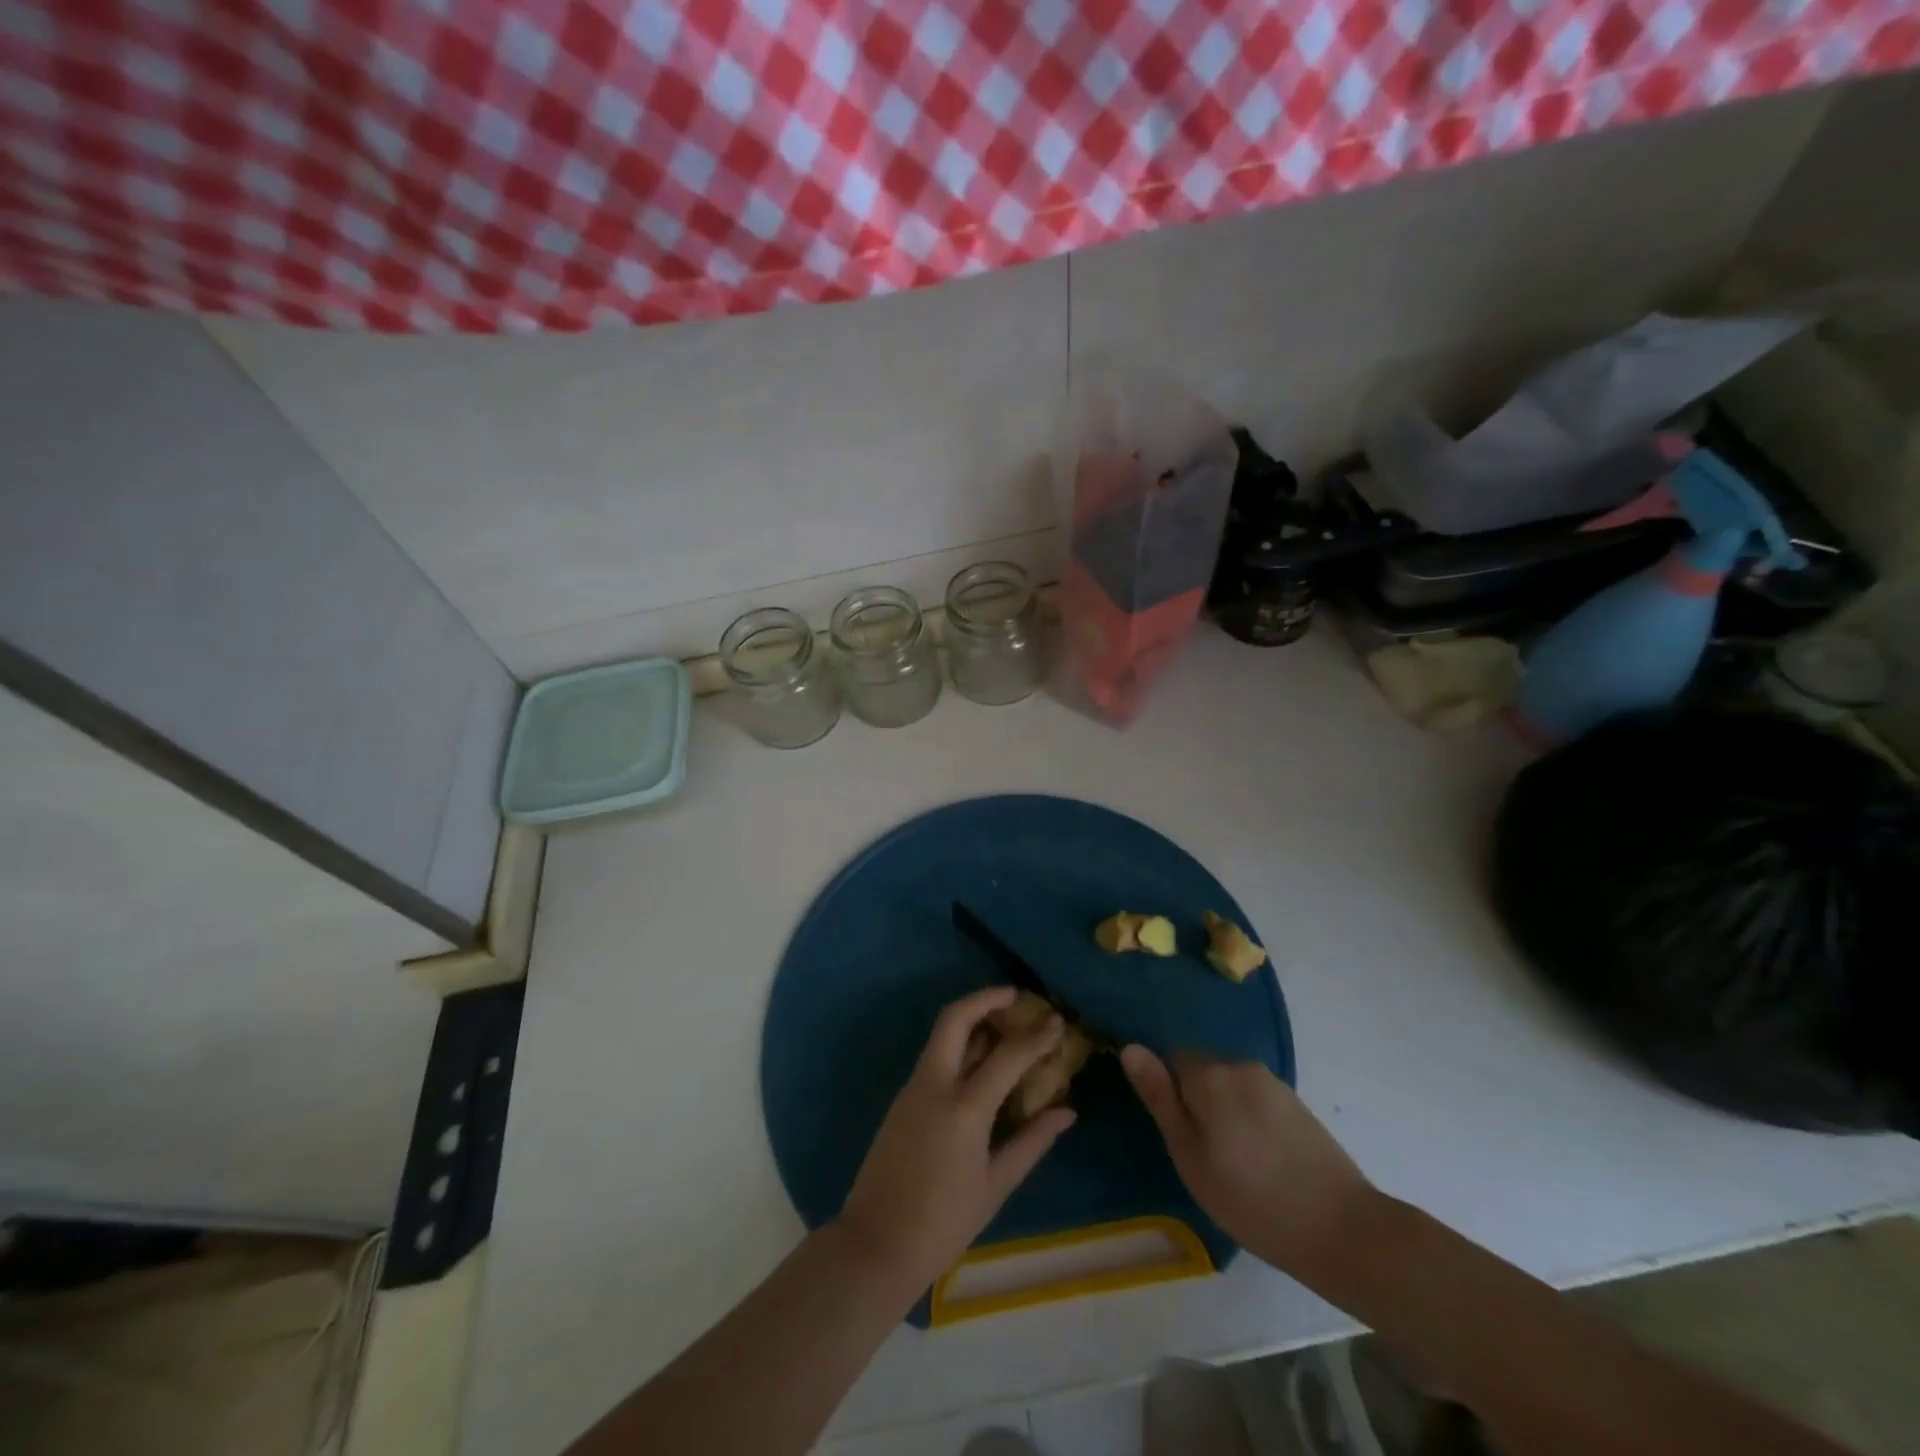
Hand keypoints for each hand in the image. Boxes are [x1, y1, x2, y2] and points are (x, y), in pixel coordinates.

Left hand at [837, 988, 1076, 1290]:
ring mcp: (913, 1088)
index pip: (1007, 1055)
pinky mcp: (903, 1098)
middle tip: (1017, 997)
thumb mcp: (995, 1185)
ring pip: (942, 1034)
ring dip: (972, 1017)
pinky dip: (960, 1044)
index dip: (1037, 1036)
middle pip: (956, 1019)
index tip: (1058, 1022)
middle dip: (986, 998)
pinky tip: (982, 1058)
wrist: (876, 1245)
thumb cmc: (944, 1223)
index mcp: (963, 1107)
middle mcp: (935, 1084)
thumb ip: (1032, 1141)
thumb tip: (1067, 1111)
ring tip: (1005, 1020)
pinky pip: (935, 1056)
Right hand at [1121, 1046, 1374, 1277]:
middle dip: (1195, 1100)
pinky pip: (1255, 1100)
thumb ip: (1160, 1098)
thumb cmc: (1251, 1198)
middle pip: (1202, 1069)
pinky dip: (1248, 1121)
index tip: (1173, 1129)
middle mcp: (1241, 1065)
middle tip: (1200, 1154)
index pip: (1171, 1056)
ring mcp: (1273, 1083)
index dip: (1165, 1088)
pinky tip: (1260, 1161)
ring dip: (1223, 1111)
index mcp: (1210, 1074)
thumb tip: (1131, 1047)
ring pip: (1230, 1086)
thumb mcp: (1190, 1155)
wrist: (1343, 1229)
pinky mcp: (1297, 1105)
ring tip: (1232, 1163)